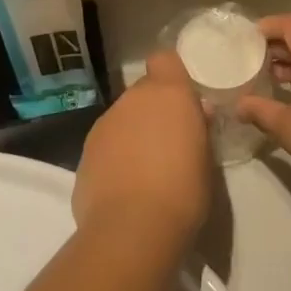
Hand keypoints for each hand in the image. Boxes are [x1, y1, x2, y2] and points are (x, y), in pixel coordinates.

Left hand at [74, 51, 210, 253]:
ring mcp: (103, 125)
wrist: (131, 230)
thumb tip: (195, 115)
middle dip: (154, 110)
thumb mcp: (206, 159)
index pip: (164, 60)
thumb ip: (198, 129)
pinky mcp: (84, 154)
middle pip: (142, 92)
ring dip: (133, 133)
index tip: (182, 100)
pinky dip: (115, 157)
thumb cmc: (183, 191)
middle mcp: (131, 100)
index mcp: (167, 94)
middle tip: (170, 142)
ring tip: (147, 170)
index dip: (171, 75)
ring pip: (122, 119)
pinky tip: (125, 188)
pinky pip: (106, 145)